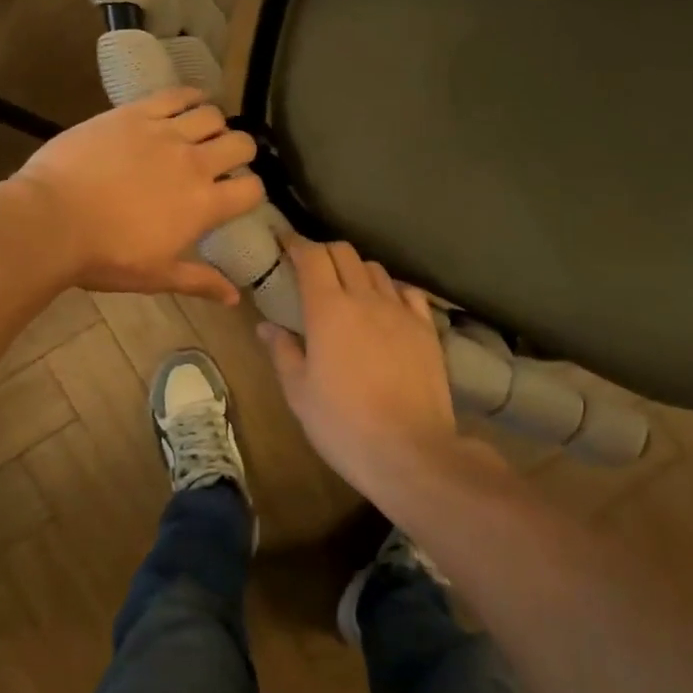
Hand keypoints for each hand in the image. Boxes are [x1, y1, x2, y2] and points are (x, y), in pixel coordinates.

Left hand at [12, 88, 263, 303]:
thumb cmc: (105, 257)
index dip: (251, 192)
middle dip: (241, 152)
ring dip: (216, 124)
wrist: (51, 221)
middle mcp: (194, 163)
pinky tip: (190, 102)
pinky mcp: (135, 113)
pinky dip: (190, 96)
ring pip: (212, 115)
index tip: (237, 196)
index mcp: (204, 205)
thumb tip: (234, 298)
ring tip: (204, 132)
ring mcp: (164, 133)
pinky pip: (175, 95)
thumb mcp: (157, 276)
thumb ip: (200, 282)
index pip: (252, 190)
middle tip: (225, 160)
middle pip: (240, 144)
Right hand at [257, 238, 458, 490]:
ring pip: (376, 270)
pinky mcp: (426, 330)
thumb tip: (266, 325)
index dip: (296, 243)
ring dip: (355, 269)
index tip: (283, 241)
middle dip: (323, 252)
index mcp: (328, 309)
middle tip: (309, 266)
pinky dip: (390, 289)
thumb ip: (282, 351)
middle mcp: (366, 299)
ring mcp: (401, 312)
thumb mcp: (299, 392)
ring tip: (345, 286)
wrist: (410, 451)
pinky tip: (384, 305)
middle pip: (345, 253)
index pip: (312, 257)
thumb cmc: (342, 424)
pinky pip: (407, 293)